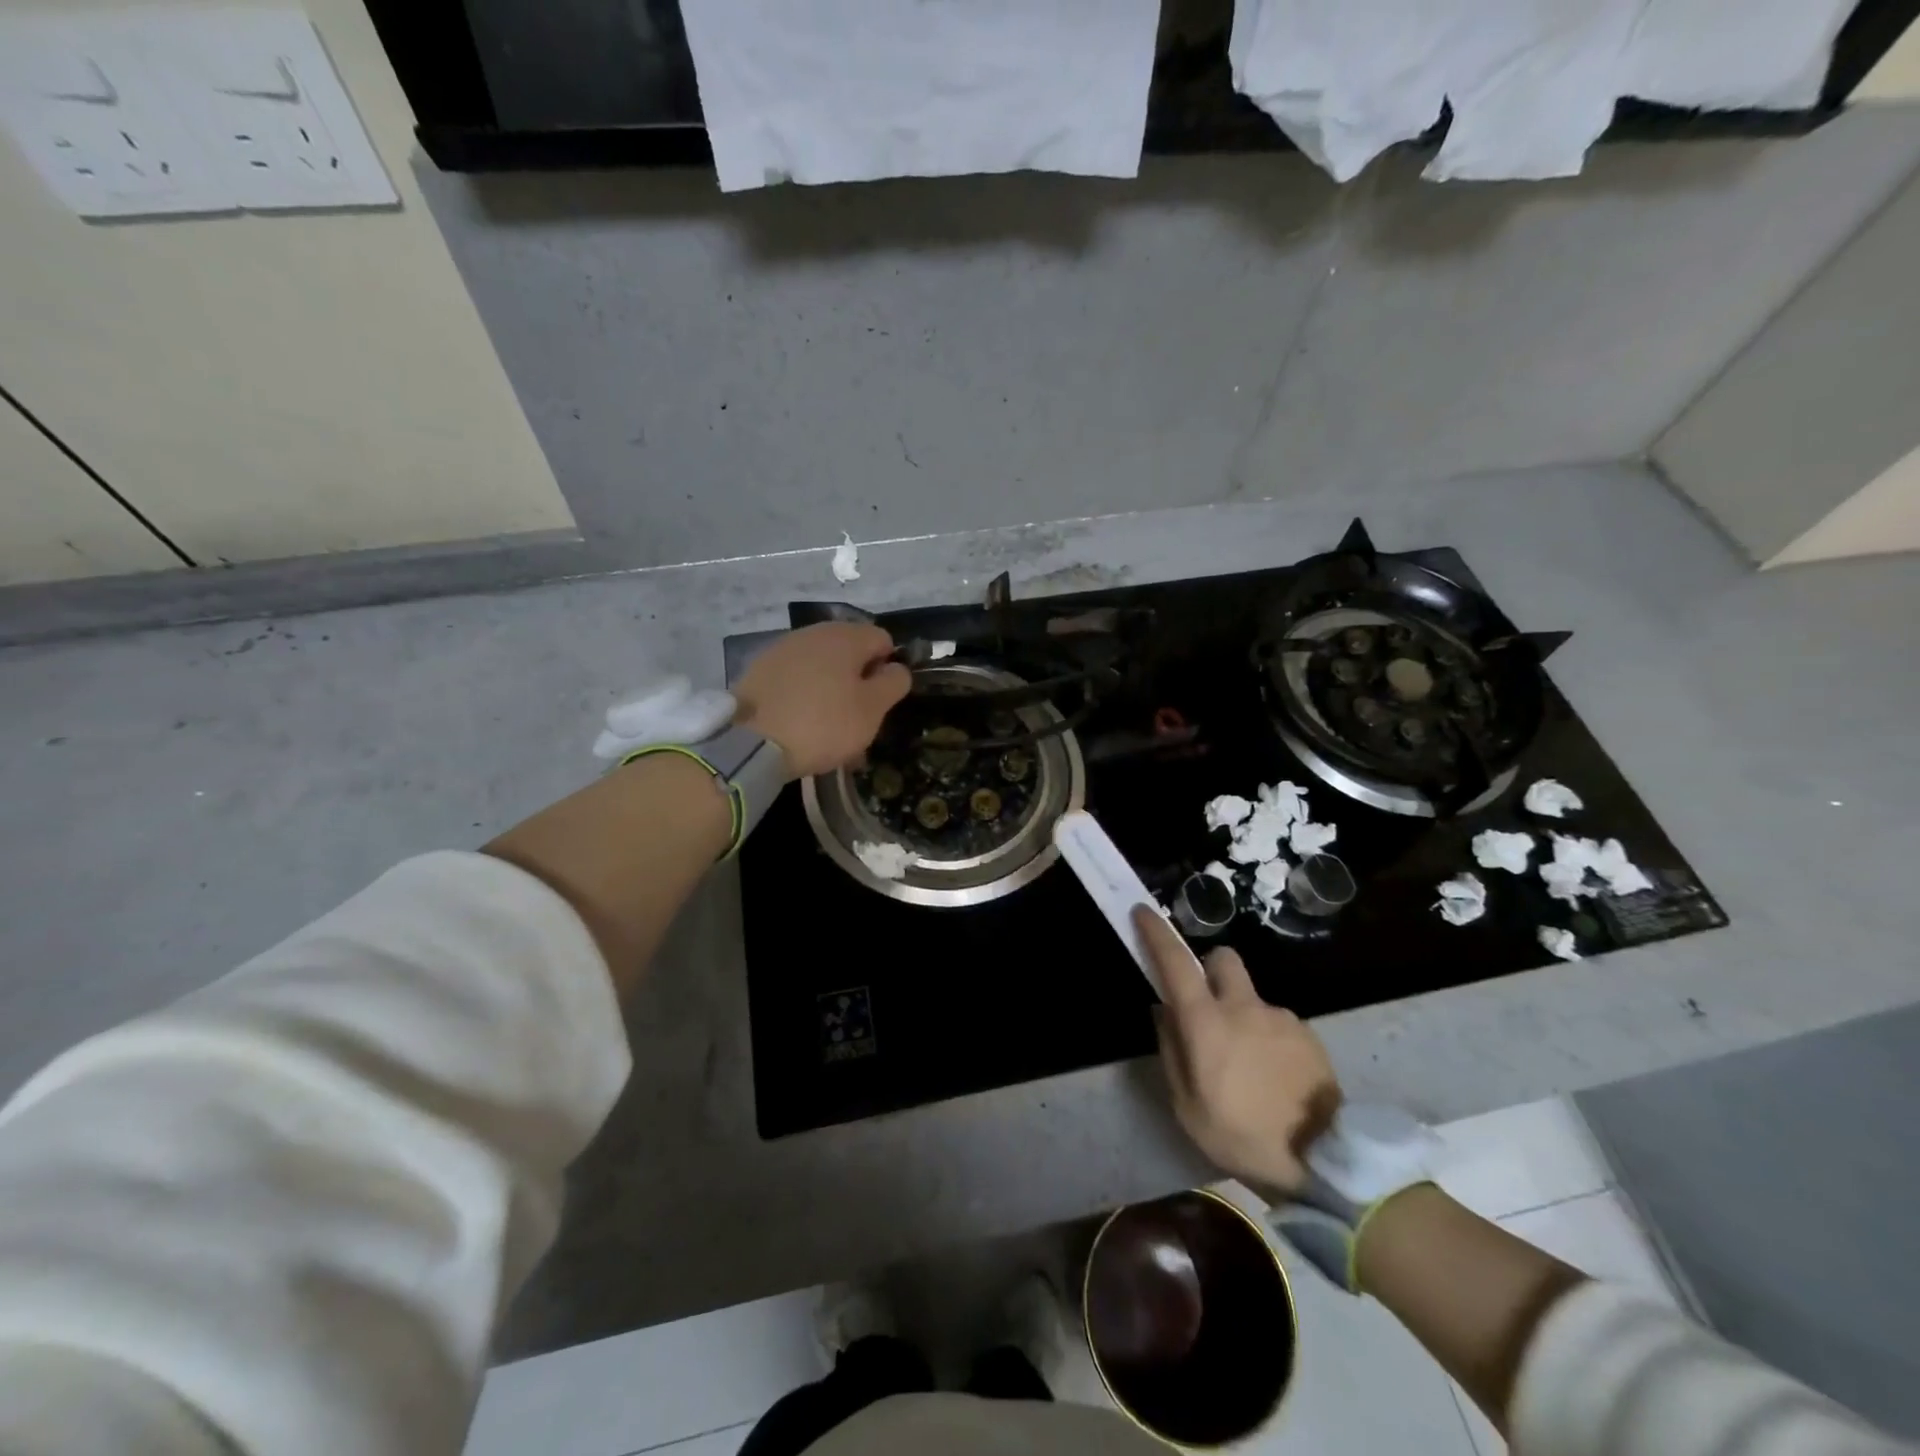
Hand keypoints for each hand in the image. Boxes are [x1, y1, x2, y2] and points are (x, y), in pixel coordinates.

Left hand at [733, 623, 910, 778]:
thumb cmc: (823, 724)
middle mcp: (814, 632)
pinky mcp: (759, 669)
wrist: (750, 743)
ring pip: (821, 665)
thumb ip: (893, 683)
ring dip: (830, 688)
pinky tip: (799, 722)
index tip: (881, 700)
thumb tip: (896, 667)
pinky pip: (795, 677)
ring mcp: (782, 648)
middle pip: (849, 651)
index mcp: (846, 637)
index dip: (888, 668)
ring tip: (827, 726)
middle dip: (857, 679)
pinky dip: (803, 694)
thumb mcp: (872, 709)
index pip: (883, 639)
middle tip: (856, 717)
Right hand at [1135, 905, 1341, 1195]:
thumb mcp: (1188, 1107)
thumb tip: (1163, 1012)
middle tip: (1206, 1003)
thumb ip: (1172, 1051)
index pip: (1176, 963)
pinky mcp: (1308, 1034)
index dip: (1156, 934)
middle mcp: (1243, 1007)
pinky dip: (1268, 1037)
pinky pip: (1277, 1023)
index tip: (1143, 913)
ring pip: (1251, 997)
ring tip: (1246, 1064)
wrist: (1325, 1160)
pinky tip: (1274, 1076)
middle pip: (1222, 959)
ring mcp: (1280, 1017)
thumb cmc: (1242, 1136)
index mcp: (1206, 1022)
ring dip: (1241, 1014)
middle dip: (1208, 968)